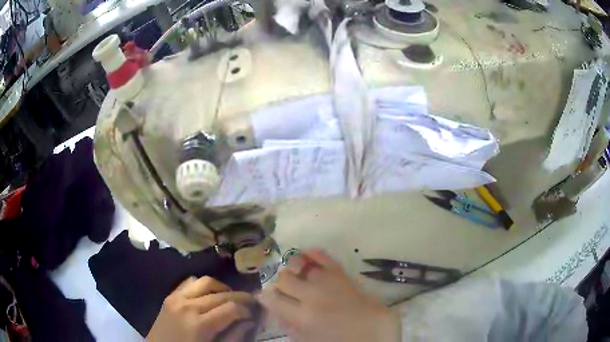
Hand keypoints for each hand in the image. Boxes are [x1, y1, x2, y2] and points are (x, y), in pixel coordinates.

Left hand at [147, 276, 255, 341]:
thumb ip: (233, 337)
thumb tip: (248, 322)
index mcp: (200, 325)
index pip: (231, 308)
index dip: (246, 310)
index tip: (253, 315)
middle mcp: (188, 306)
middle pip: (221, 294)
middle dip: (240, 297)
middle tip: (249, 303)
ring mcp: (176, 298)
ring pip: (205, 281)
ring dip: (221, 287)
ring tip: (229, 297)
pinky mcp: (169, 296)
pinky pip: (189, 282)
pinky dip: (202, 285)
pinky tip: (208, 295)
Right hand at [257, 249, 400, 341]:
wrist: (374, 332)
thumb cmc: (340, 341)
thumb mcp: (309, 340)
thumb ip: (291, 327)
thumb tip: (278, 312)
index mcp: (301, 317)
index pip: (271, 298)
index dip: (266, 297)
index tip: (266, 297)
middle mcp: (311, 295)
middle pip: (284, 279)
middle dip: (281, 284)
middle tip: (286, 290)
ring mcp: (327, 282)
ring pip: (300, 265)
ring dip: (294, 268)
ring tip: (296, 273)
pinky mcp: (342, 274)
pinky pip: (324, 257)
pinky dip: (313, 253)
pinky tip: (306, 254)